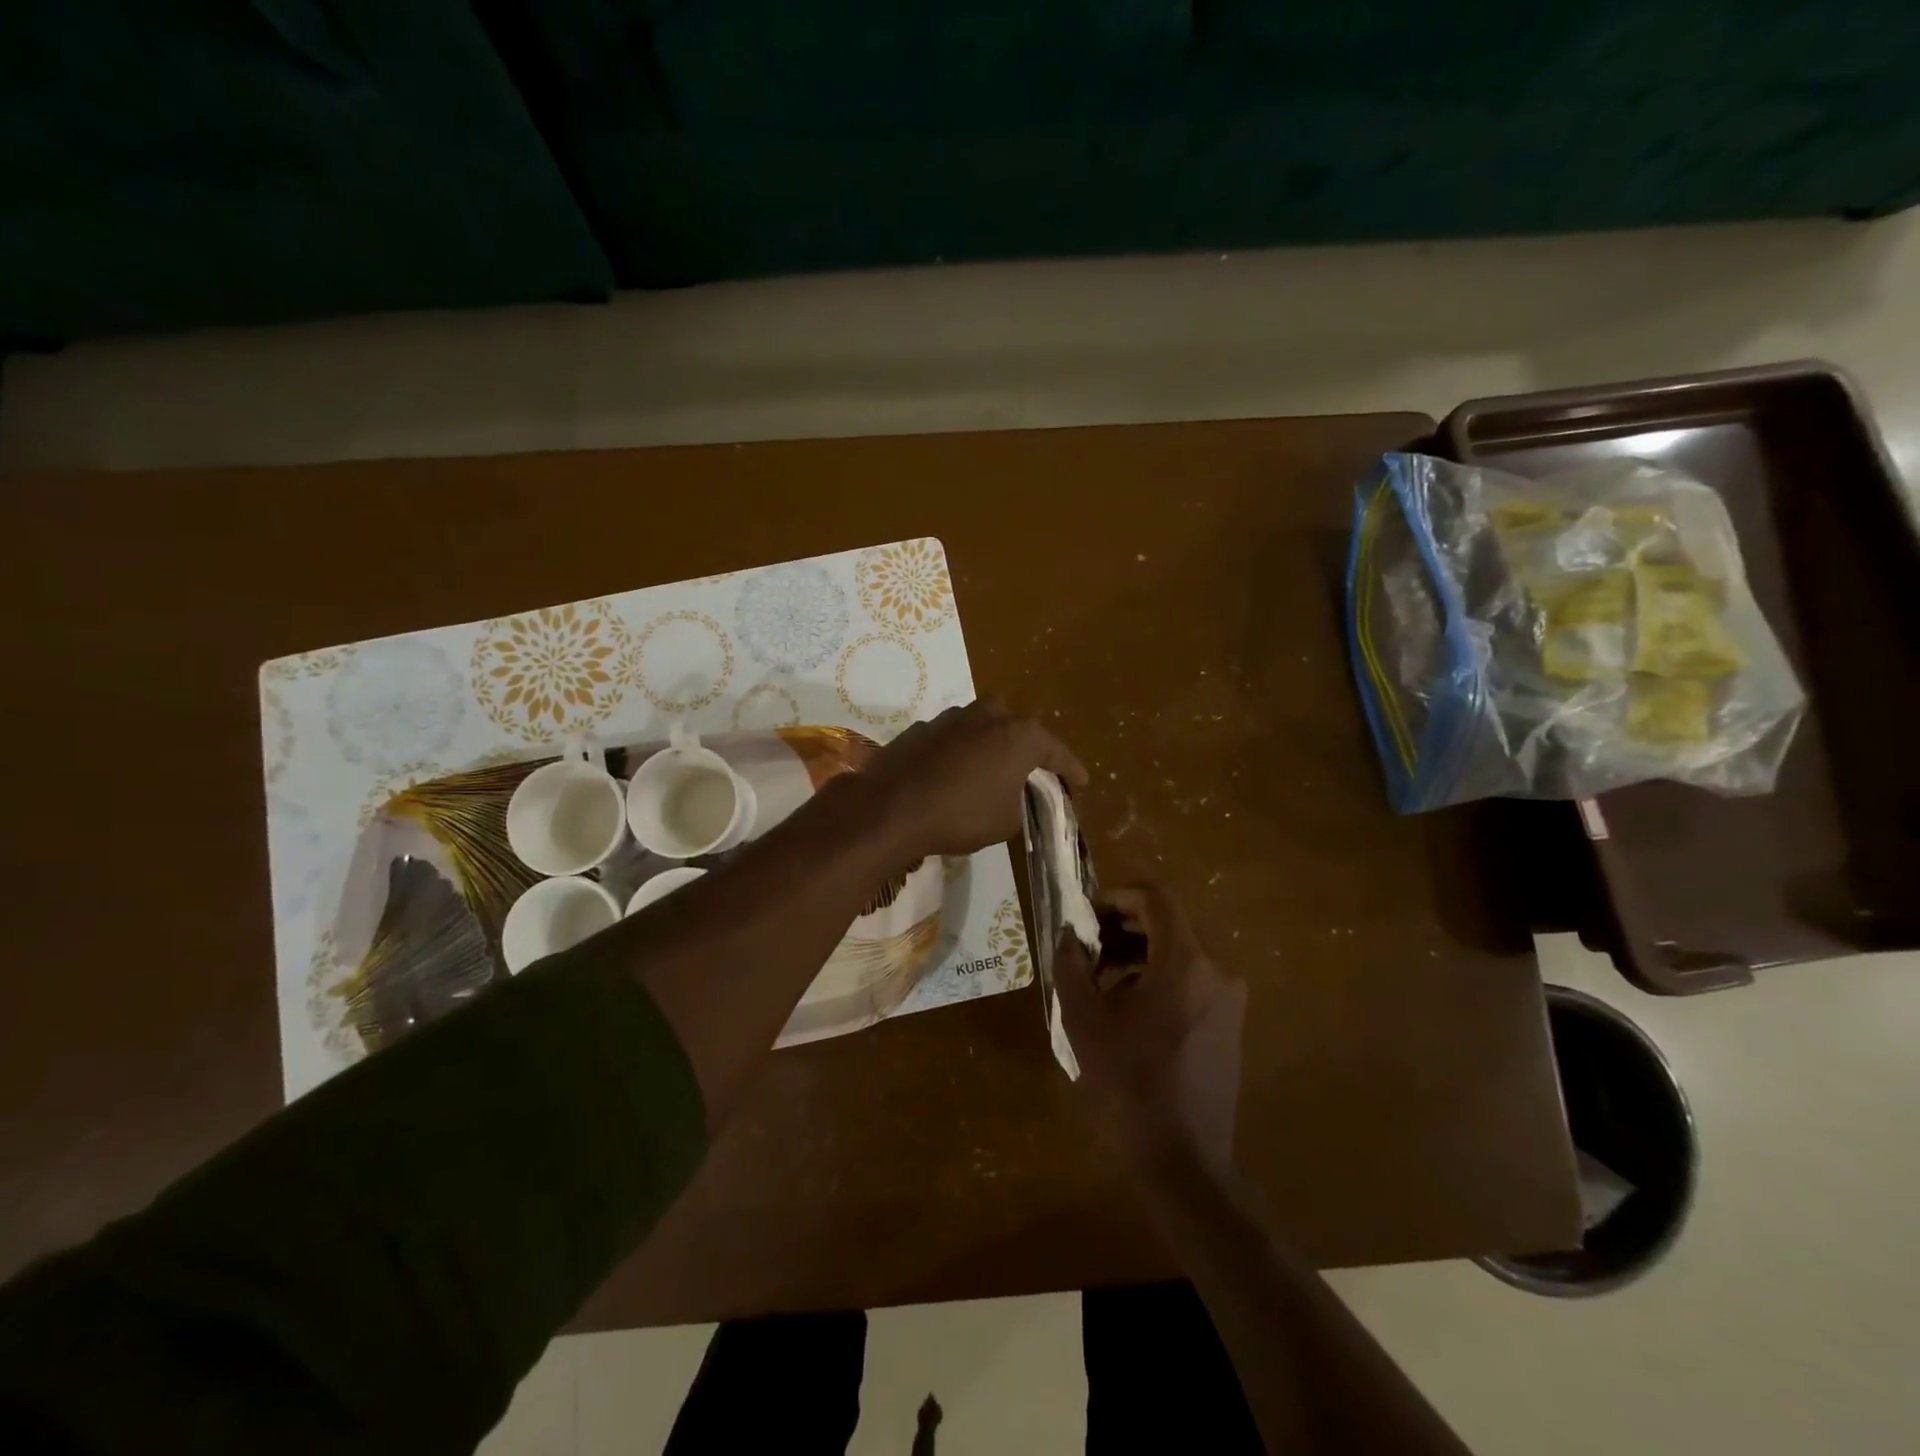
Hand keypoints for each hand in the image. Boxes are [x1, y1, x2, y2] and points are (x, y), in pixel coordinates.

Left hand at [864, 699, 1085, 858]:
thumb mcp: (1007, 821)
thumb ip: (1022, 801)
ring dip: (993, 746)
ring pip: (985, 727)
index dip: (1071, 771)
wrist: (891, 808)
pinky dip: (962, 752)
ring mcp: (953, 717)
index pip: (1057, 753)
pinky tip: (956, 773)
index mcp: (1020, 735)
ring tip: (994, 772)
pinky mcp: (923, 727)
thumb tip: (1015, 795)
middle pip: (1020, 730)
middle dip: (1030, 750)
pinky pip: (955, 738)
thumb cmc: (960, 815)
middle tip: (1034, 775)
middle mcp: (990, 715)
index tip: (1081, 784)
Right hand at [1055, 884, 1246, 1180]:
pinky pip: (1190, 982)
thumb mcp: (1084, 1019)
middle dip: (1122, 928)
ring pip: (1178, 954)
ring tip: (1100, 983)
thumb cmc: (1129, 1083)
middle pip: (1167, 925)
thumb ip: (1071, 964)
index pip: (1155, 898)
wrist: (1184, 1161)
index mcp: (1185, 962)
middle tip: (1086, 950)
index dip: (1117, 896)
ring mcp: (1228, 1001)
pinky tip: (1128, 1011)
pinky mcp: (1229, 1026)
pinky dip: (1157, 979)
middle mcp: (1216, 971)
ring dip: (1137, 955)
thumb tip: (1069, 933)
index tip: (1086, 918)